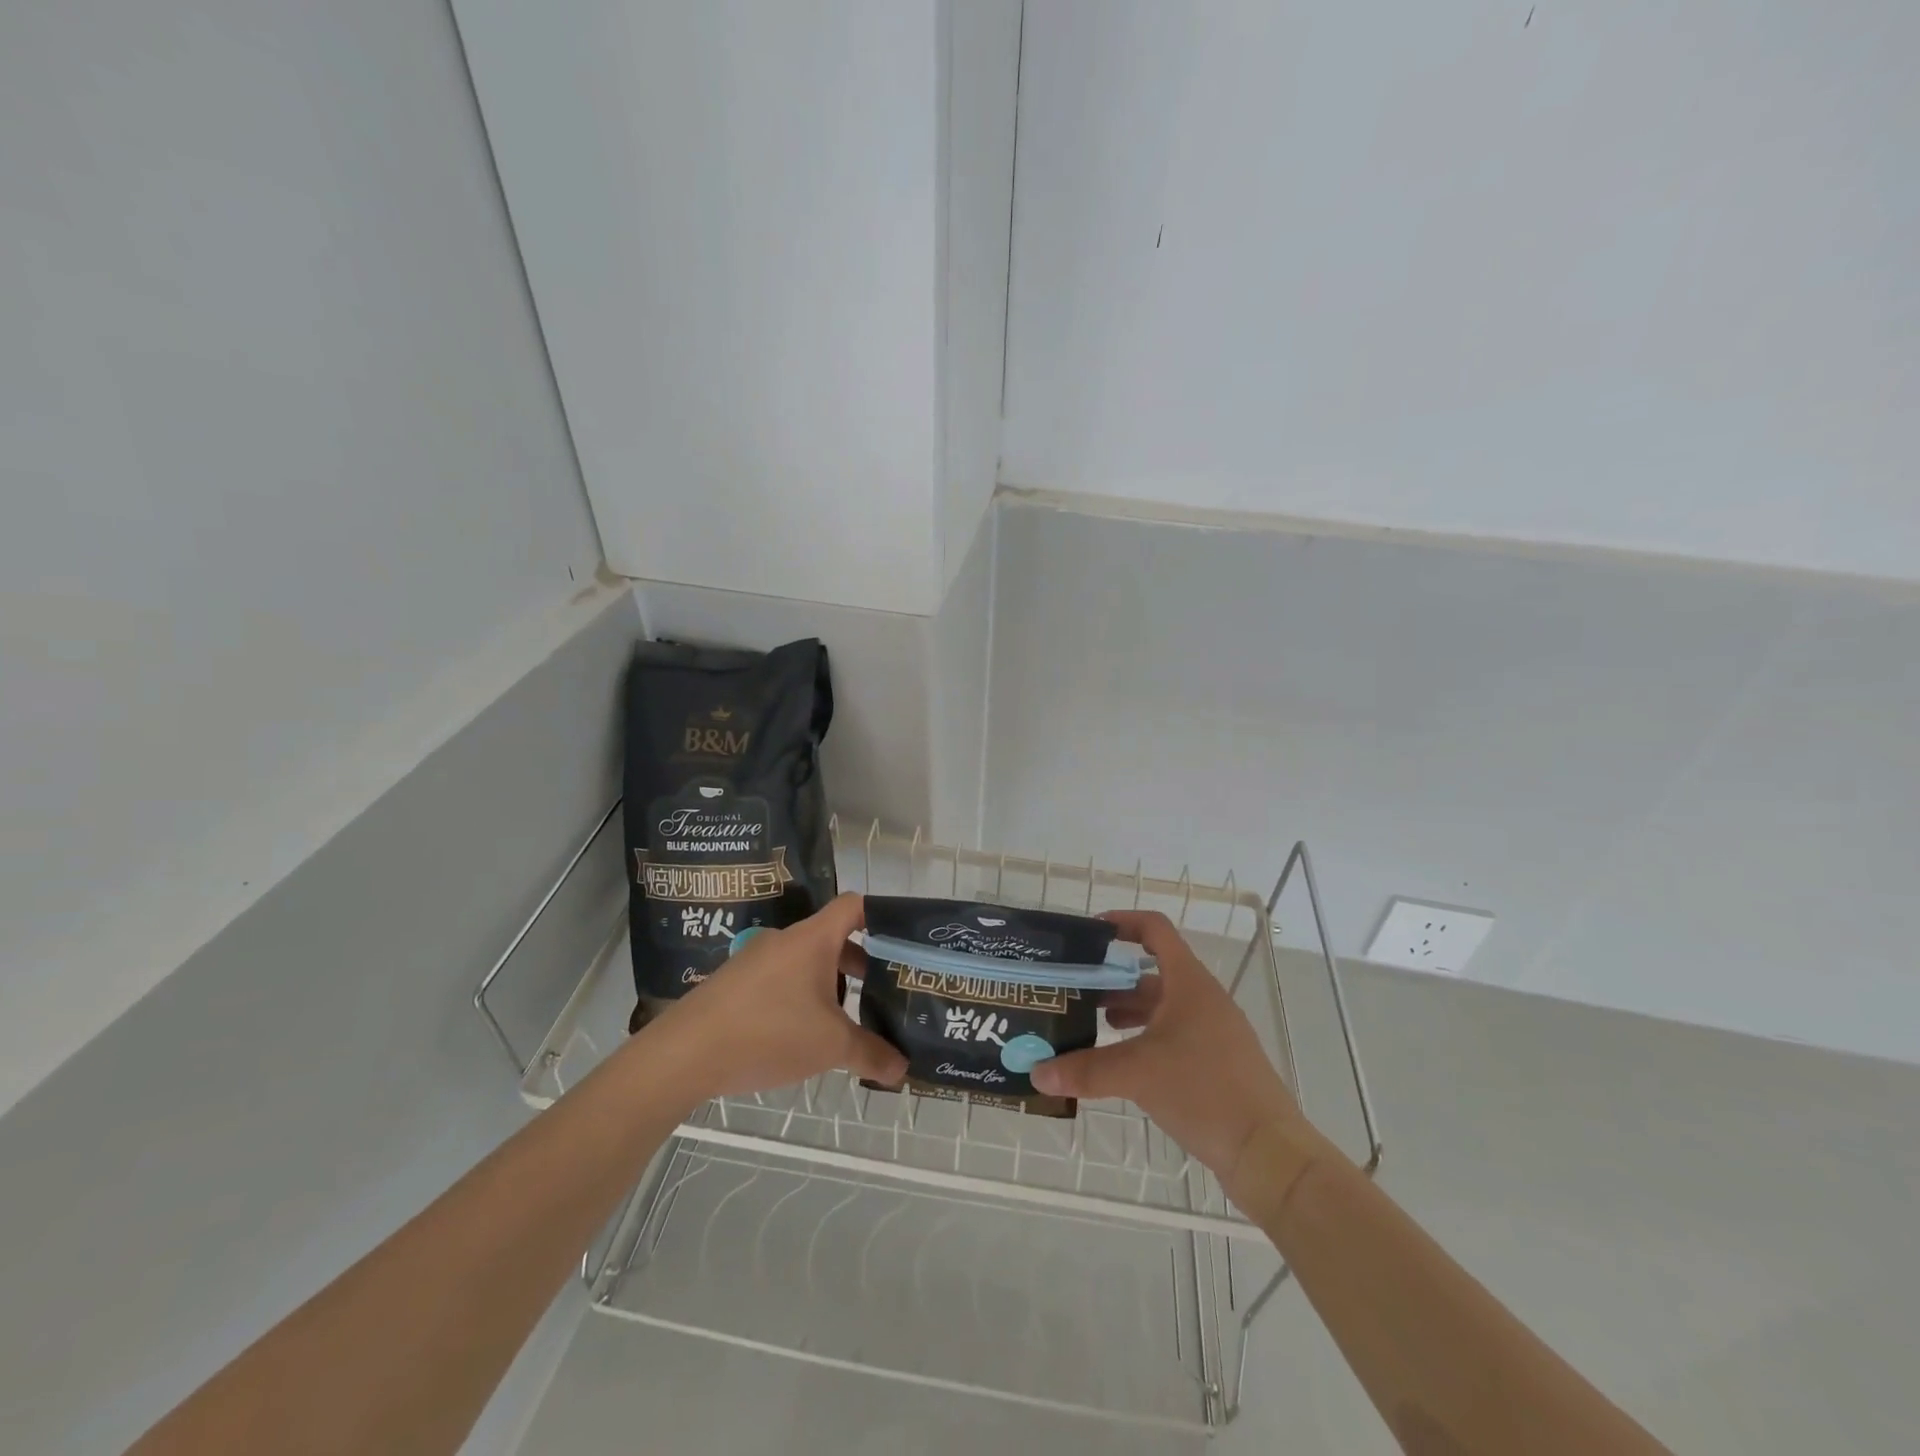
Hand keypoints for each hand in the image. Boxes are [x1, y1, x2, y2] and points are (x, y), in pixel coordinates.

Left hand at [649, 894, 907, 1102]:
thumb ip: (871, 1053)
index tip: (901, 941)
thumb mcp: (830, 1047)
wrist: (685, 1053)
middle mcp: (785, 940)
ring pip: (806, 962)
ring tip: (847, 1019)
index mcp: (813, 939)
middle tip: (885, 989)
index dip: (880, 916)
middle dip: (860, 962)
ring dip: (829, 983)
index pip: (854, 905)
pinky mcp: (735, 983)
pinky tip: (802, 1034)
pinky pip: (780, 980)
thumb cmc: (769, 1032)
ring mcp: (756, 960)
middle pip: (832, 938)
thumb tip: (903, 1069)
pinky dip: (799, 997)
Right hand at [1029, 909, 1305, 1183]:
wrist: (1268, 1153)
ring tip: (1090, 1025)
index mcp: (1189, 983)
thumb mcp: (1137, 1074)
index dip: (1123, 922)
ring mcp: (1212, 1032)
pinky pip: (1172, 1036)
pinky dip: (1143, 1038)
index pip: (1155, 930)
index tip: (1089, 933)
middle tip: (1074, 990)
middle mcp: (1202, 999)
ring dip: (1127, 1011)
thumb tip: (1036, 1073)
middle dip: (1112, 978)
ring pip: (1161, 1007)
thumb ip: (1085, 1070)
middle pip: (1152, 973)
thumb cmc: (1204, 1091)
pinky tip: (1120, 1062)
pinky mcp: (1215, 1063)